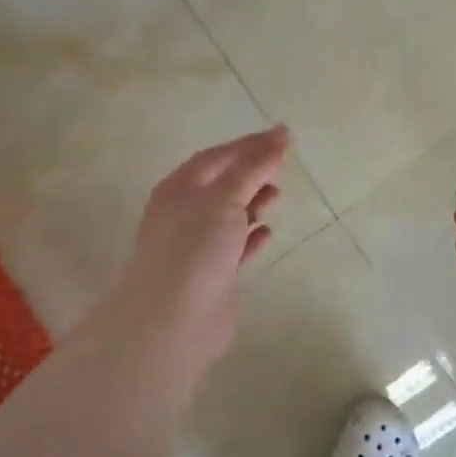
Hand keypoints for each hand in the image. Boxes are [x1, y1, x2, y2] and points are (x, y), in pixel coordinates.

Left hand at [101, 126, 287, 365]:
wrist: (172, 321)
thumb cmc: (195, 249)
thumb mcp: (224, 198)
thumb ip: (252, 167)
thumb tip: (279, 135)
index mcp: (178, 189)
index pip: (217, 157)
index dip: (249, 145)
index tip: (283, 138)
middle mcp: (182, 213)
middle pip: (221, 185)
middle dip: (250, 174)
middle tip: (281, 171)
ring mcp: (194, 246)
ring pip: (227, 216)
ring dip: (252, 204)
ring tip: (276, 198)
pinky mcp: (210, 276)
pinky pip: (233, 248)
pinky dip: (250, 237)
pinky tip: (267, 233)